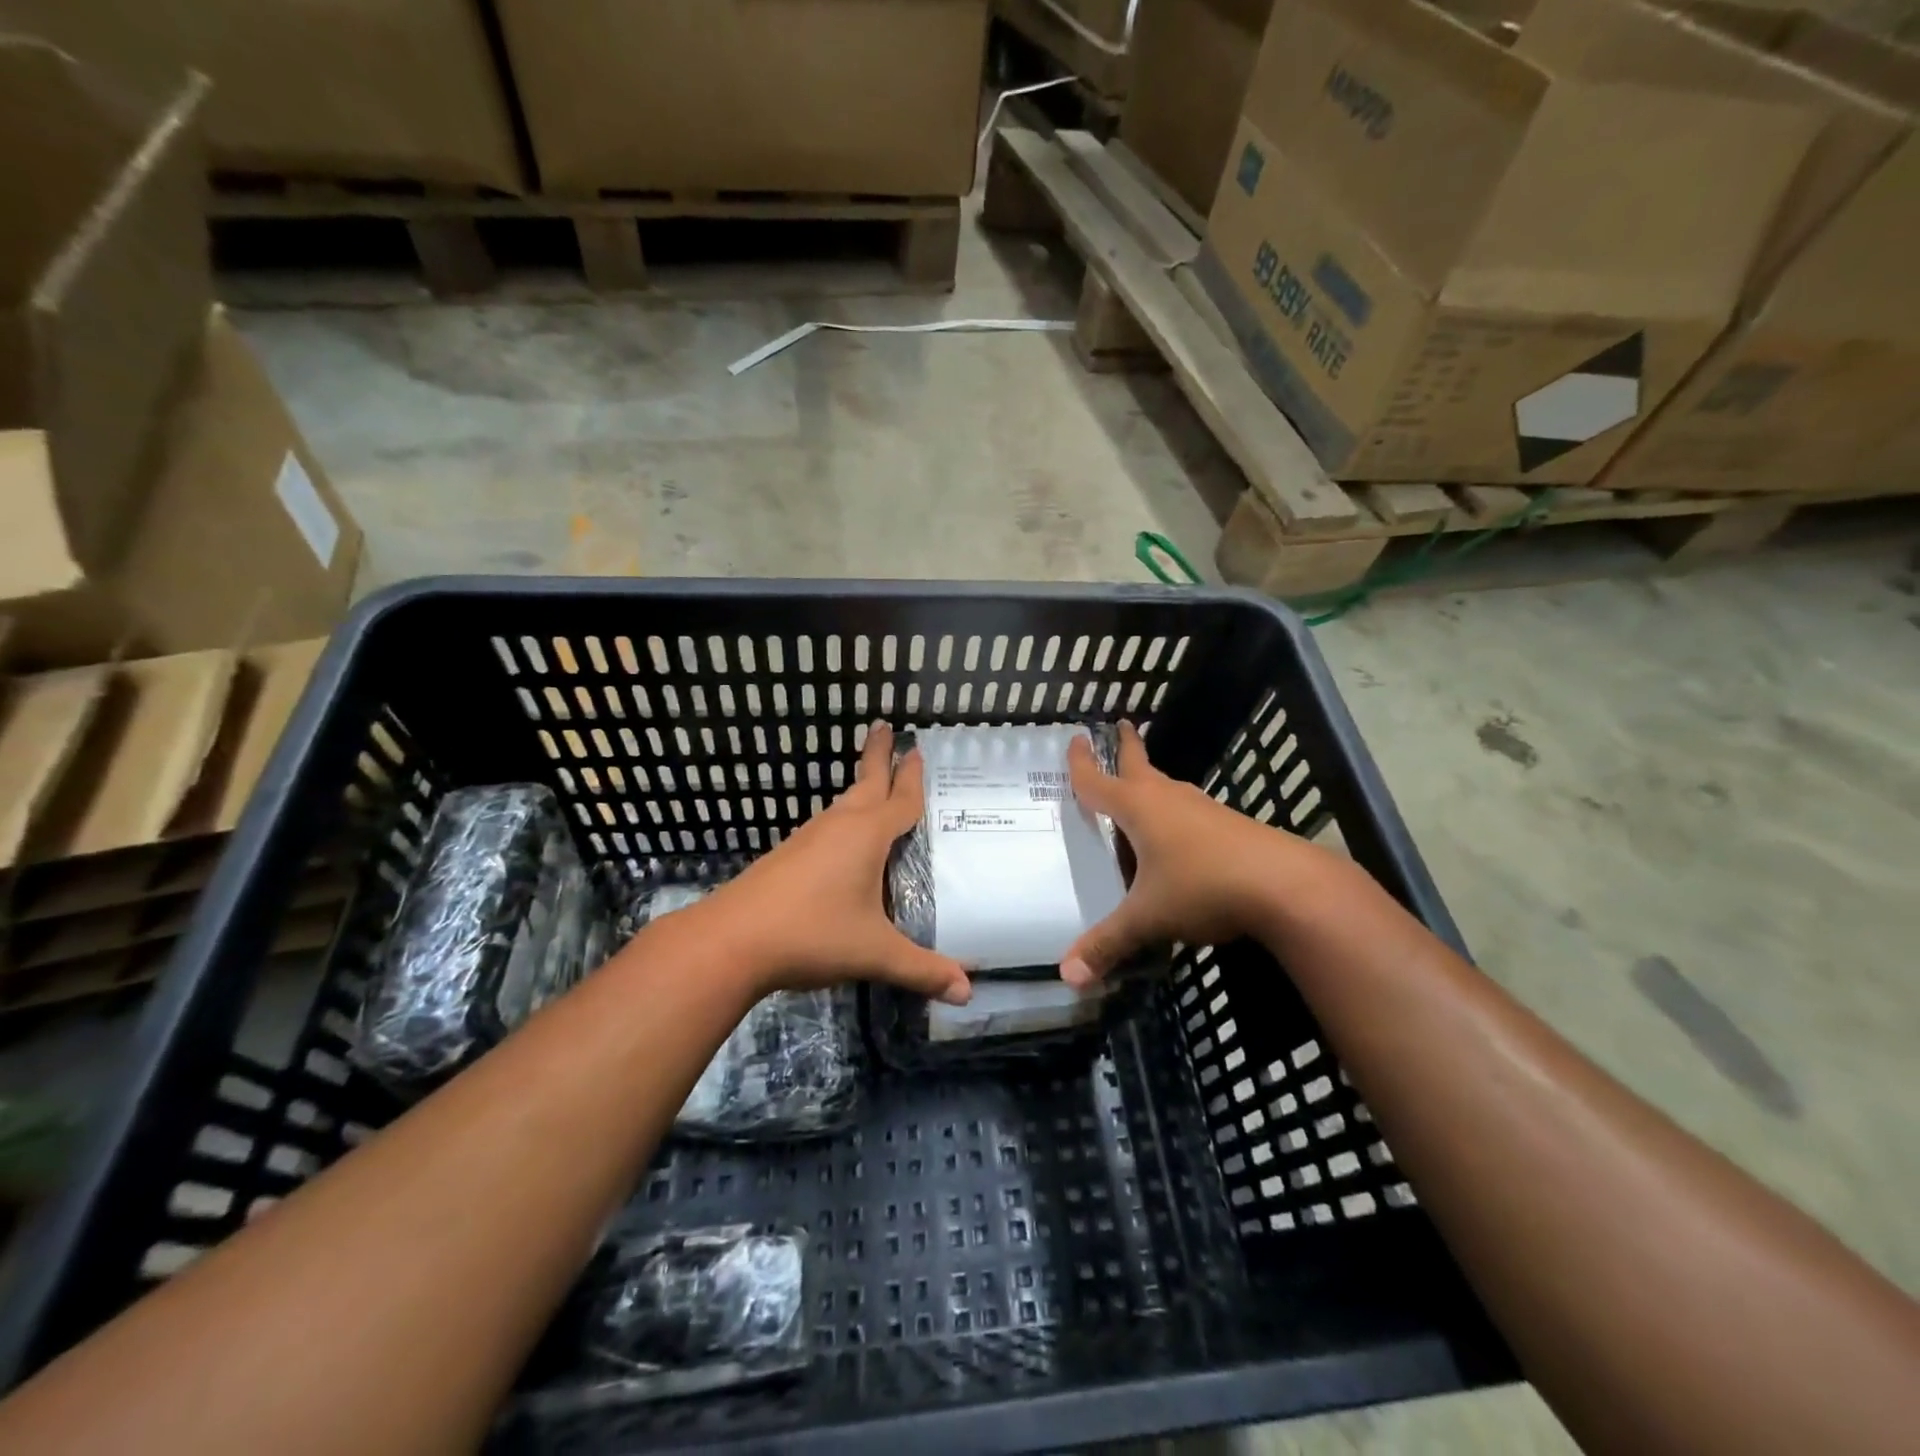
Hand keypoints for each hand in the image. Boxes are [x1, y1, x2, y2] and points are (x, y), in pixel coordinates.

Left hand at [689, 722, 970, 1003]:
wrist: (731, 940)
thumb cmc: (812, 934)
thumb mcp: (874, 953)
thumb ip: (922, 970)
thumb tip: (968, 992)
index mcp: (866, 835)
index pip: (900, 799)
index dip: (912, 776)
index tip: (916, 748)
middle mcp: (838, 826)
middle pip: (865, 783)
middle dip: (878, 756)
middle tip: (885, 728)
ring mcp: (808, 838)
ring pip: (842, 804)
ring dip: (861, 789)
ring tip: (874, 785)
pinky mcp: (788, 856)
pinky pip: (826, 826)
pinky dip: (843, 819)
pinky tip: (842, 841)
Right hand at [1061, 722, 1309, 985]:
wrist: (1286, 886)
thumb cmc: (1203, 887)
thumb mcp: (1148, 918)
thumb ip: (1107, 944)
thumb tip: (1066, 977)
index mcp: (1139, 808)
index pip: (1098, 781)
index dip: (1080, 763)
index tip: (1073, 737)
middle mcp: (1169, 799)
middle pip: (1140, 766)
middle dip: (1126, 747)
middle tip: (1121, 726)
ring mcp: (1203, 810)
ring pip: (1168, 789)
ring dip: (1151, 783)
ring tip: (1140, 790)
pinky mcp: (1229, 826)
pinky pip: (1190, 812)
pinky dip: (1175, 813)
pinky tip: (1178, 837)